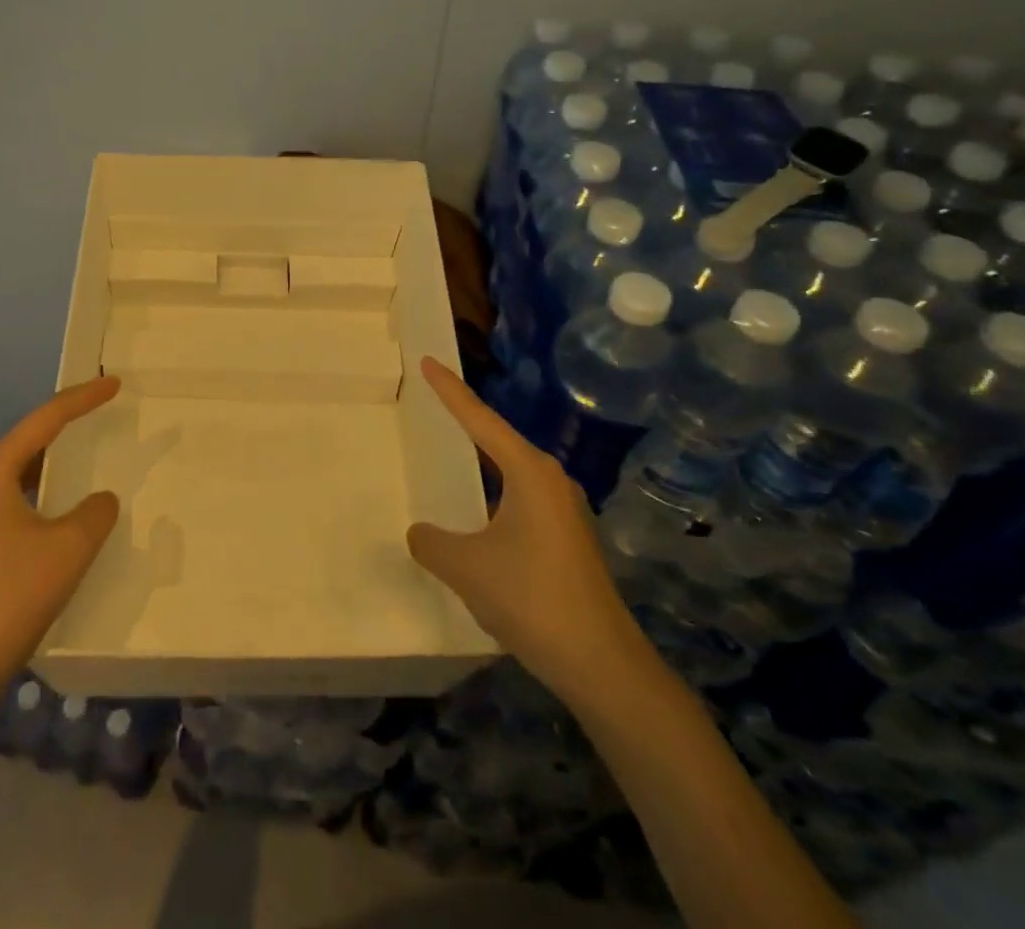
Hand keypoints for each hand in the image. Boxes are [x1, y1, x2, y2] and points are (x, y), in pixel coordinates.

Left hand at [0, 376, 122, 718]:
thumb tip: (98, 501)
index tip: (113, 384)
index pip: (45, 420)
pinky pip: (3, 504)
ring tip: (81, 466)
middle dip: (64, 431)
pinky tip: (52, 518)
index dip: (83, 399)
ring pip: (13, 477)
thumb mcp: (69, 549)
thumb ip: (95, 512)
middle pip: (25, 444)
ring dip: (48, 469)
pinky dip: (33, 498)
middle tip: (99, 418)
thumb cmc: (10, 599)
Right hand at [405, 357, 644, 697]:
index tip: (428, 360)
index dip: (449, 390)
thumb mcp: (466, 567)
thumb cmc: (532, 599)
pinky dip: (493, 495)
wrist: (602, 664)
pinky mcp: (567, 538)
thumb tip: (421, 533)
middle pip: (498, 439)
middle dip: (466, 420)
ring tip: (450, 453)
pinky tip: (477, 517)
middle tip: (433, 400)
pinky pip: (520, 499)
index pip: (479, 419)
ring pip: (510, 472)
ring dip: (481, 463)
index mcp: (529, 472)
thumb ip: (432, 543)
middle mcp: (551, 480)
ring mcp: (564, 510)